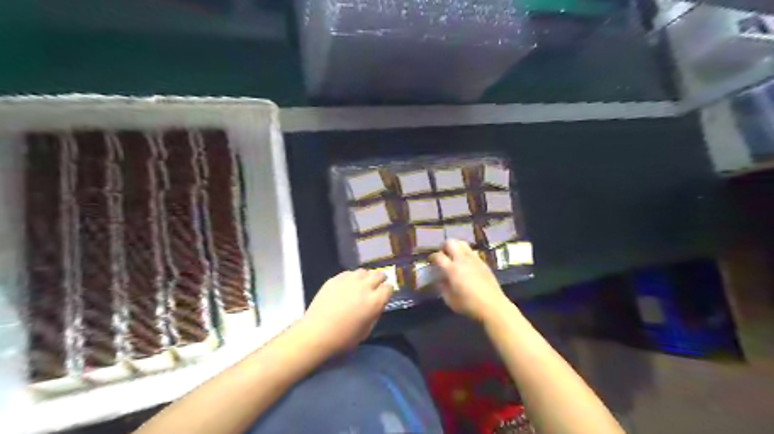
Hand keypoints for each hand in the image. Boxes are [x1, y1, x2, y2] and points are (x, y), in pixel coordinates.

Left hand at [299, 268, 389, 356]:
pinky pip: (349, 273)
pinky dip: (352, 277)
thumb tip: (377, 305)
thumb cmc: (344, 338)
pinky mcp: (335, 279)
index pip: (388, 288)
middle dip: (380, 280)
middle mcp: (364, 287)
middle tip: (376, 286)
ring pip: (364, 271)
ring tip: (361, 284)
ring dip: (366, 277)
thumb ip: (375, 314)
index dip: (387, 291)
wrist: (316, 333)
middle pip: (378, 275)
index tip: (384, 295)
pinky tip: (347, 285)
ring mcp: (349, 281)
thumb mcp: (367, 330)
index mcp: (375, 301)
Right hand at [426, 241, 512, 321]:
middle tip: (442, 255)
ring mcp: (474, 259)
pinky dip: (465, 253)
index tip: (430, 262)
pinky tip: (466, 263)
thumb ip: (442, 287)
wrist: (493, 306)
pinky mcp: (483, 262)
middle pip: (451, 242)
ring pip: (462, 243)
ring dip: (455, 247)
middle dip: (444, 247)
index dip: (432, 257)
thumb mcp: (450, 300)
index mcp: (452, 269)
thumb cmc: (469, 305)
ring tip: (454, 256)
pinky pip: (472, 251)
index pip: (438, 256)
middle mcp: (462, 260)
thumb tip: (439, 280)